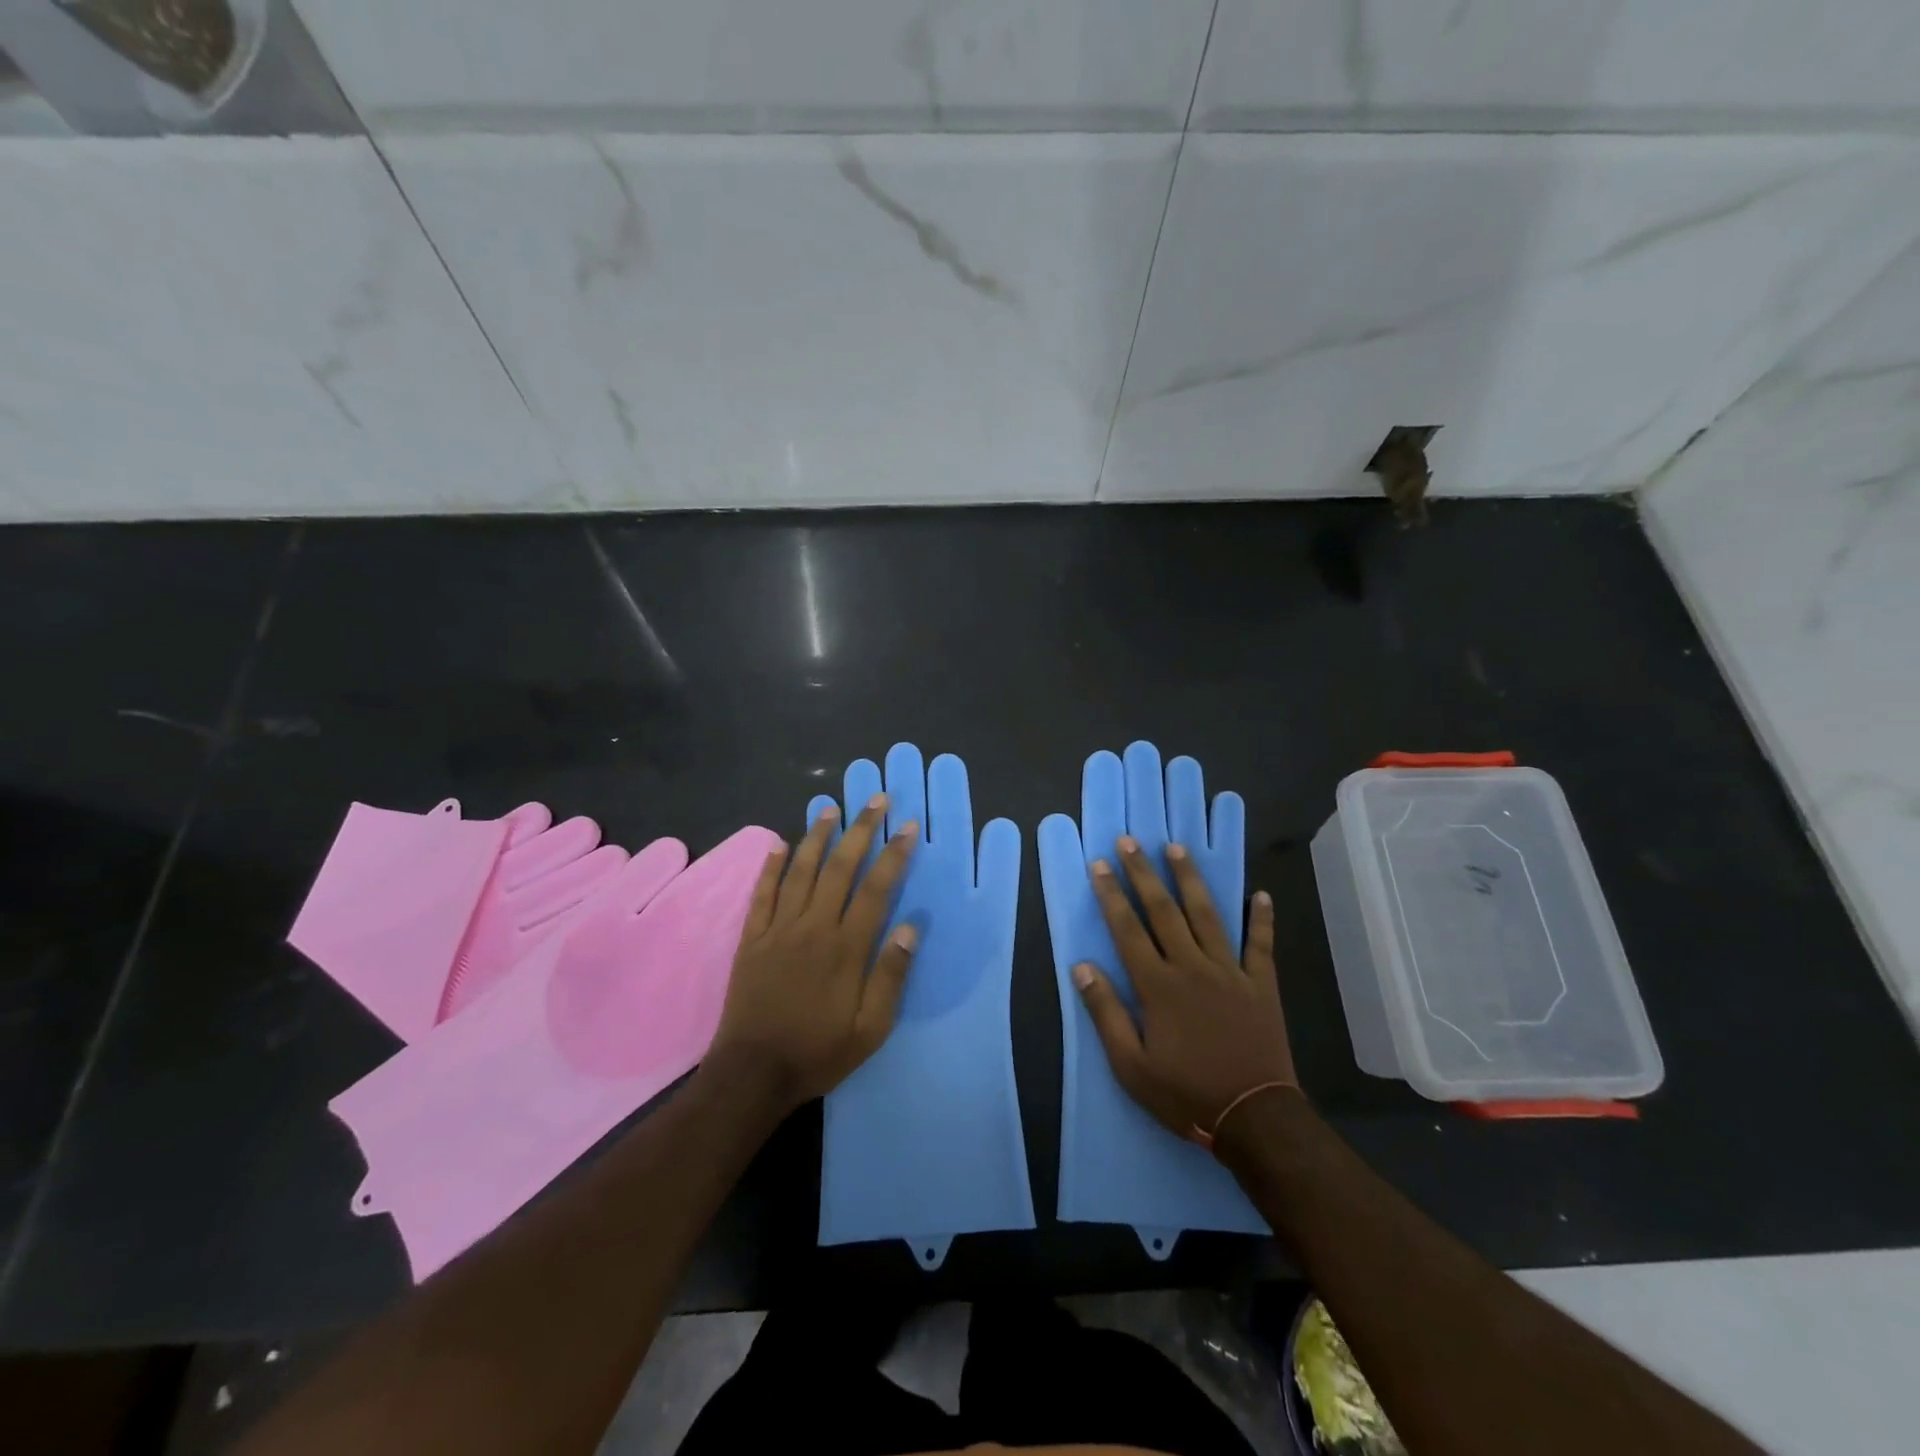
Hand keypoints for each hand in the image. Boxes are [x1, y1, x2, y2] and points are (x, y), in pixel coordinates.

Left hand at [706, 795, 919, 1114]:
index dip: (894, 854)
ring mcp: (779, 929)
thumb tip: (911, 927)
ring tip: (829, 807)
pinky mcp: (752, 938)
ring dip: (817, 836)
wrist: (753, 1074)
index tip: (906, 826)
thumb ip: (891, 976)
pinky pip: (762, 893)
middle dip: (860, 830)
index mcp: (847, 947)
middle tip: (875, 799)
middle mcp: (814, 927)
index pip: (876, 888)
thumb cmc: (819, 1052)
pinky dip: (770, 866)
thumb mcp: (871, 1028)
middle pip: (840, 867)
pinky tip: (778, 843)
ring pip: (801, 870)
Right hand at [1071, 835, 1296, 1143]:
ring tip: (1176, 848)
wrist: (1254, 1117)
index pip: (1127, 930)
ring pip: (1207, 915)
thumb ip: (1106, 1012)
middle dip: (1143, 873)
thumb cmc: (1186, 1093)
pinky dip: (1261, 918)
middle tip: (1129, 841)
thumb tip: (1082, 966)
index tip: (1100, 865)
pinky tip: (1261, 894)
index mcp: (1158, 986)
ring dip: (1190, 879)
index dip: (1111, 895)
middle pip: (1163, 911)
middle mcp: (1192, 967)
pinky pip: (1260, 944)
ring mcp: (1230, 972)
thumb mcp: (1131, 1065)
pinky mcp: (1261, 984)